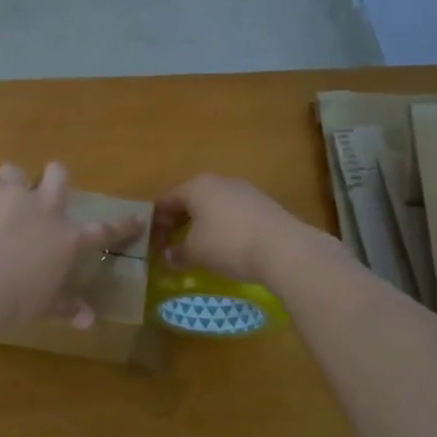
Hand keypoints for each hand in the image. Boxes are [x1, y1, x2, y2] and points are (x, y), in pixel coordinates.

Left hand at [0, 162, 144, 327]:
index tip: (136, 220)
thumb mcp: (43, 306)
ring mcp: (11, 194)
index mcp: (67, 239)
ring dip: (10, 183)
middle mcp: (44, 208)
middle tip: (42, 191)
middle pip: (58, 175)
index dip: (121, 226)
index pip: (103, 231)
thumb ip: (66, 308)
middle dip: (53, 178)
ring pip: (15, 171)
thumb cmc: (14, 302)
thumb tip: (89, 321)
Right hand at [154, 174, 316, 283]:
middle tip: (172, 245)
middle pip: (190, 200)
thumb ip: (178, 253)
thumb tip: (169, 255)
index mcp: (196, 186)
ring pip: (213, 205)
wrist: (283, 247)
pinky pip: (233, 213)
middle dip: (179, 222)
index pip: (166, 201)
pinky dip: (223, 226)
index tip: (154, 244)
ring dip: (202, 224)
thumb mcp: (196, 252)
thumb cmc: (228, 244)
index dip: (156, 223)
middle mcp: (219, 181)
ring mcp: (244, 190)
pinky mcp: (263, 204)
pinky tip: (227, 246)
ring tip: (200, 247)